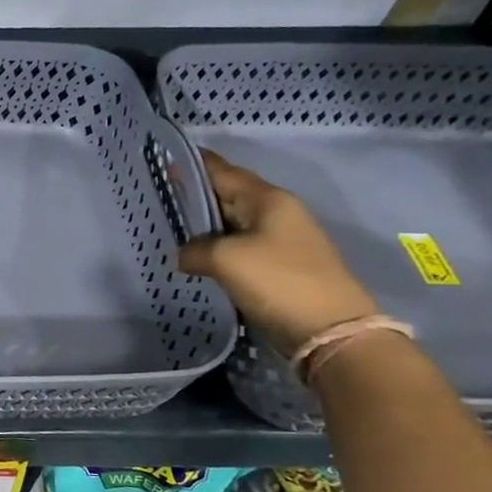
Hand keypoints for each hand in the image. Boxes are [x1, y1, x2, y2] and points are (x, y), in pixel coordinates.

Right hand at [178, 152, 378, 356]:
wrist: (333, 332)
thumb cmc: (279, 281)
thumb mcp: (225, 259)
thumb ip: (195, 249)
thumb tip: (185, 254)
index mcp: (268, 199)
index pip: (223, 171)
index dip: (194, 164)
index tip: (165, 159)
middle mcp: (277, 213)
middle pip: (228, 195)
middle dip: (196, 195)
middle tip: (159, 197)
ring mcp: (282, 241)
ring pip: (234, 224)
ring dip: (205, 225)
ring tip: (171, 228)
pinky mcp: (282, 267)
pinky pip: (241, 248)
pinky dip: (218, 248)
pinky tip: (198, 257)